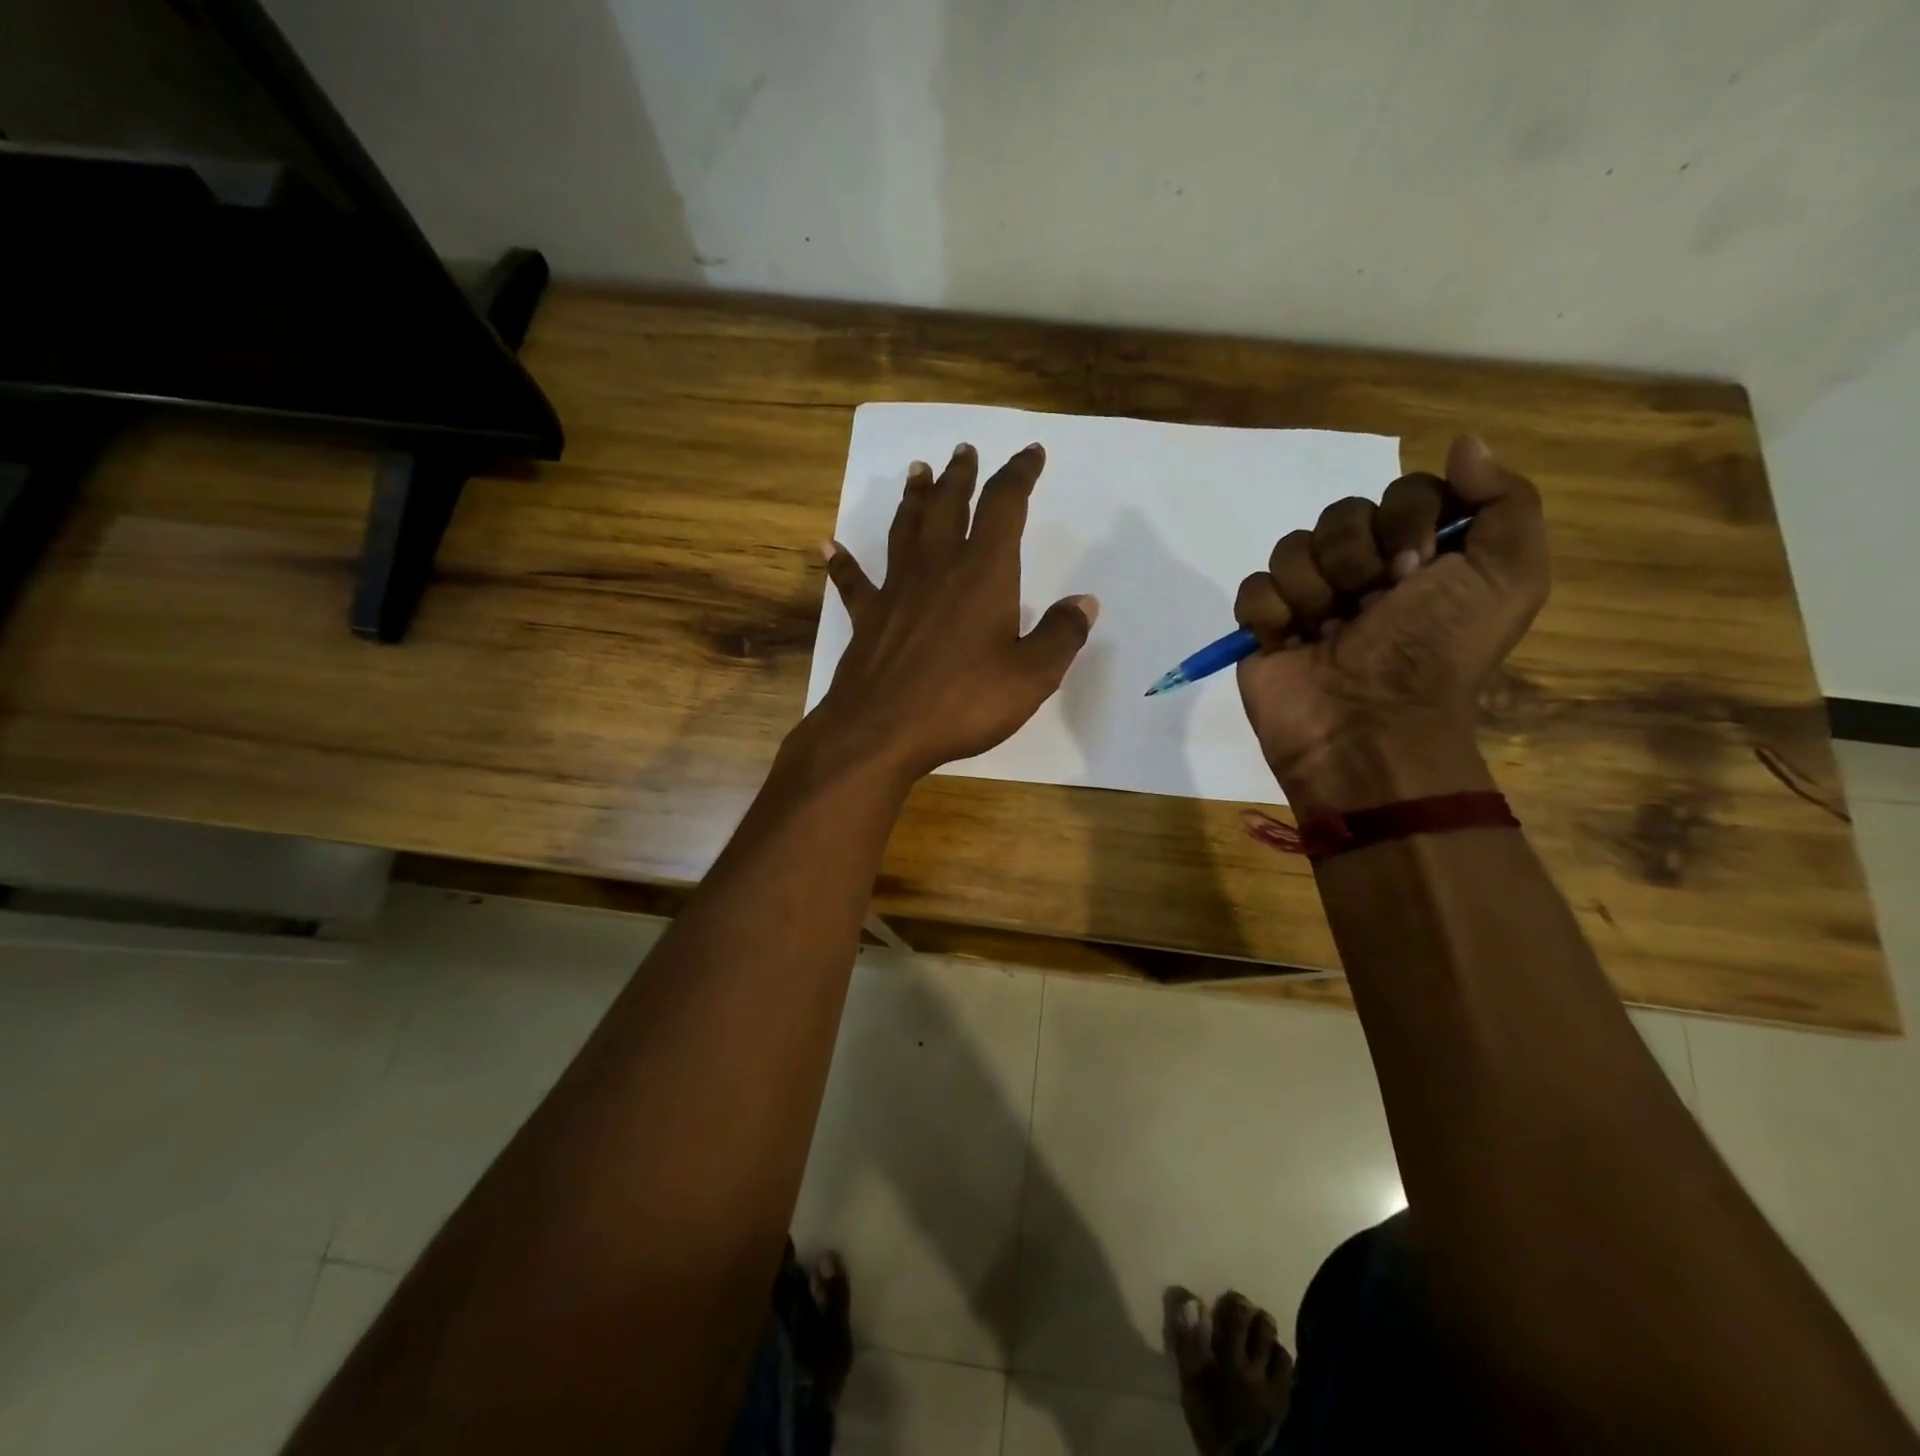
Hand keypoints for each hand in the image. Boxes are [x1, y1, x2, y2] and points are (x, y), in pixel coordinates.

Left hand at [805, 442, 1097, 782]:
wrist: (882, 731)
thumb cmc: (963, 702)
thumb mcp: (1032, 676)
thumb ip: (1061, 635)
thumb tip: (1085, 602)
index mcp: (983, 572)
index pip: (1004, 506)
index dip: (1019, 474)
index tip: (1030, 454)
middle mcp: (938, 567)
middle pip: (949, 505)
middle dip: (961, 475)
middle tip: (964, 451)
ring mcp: (896, 590)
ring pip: (905, 529)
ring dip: (914, 498)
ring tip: (918, 471)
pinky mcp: (867, 617)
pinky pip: (853, 581)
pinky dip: (842, 562)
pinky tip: (828, 545)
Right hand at [1234, 435, 1548, 809]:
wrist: (1369, 726)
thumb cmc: (1436, 653)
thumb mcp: (1507, 578)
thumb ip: (1505, 502)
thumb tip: (1462, 444)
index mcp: (1423, 556)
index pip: (1402, 492)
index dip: (1407, 519)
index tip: (1417, 569)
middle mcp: (1365, 571)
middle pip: (1341, 513)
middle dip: (1355, 556)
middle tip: (1372, 603)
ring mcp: (1310, 598)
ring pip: (1292, 547)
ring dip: (1314, 588)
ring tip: (1328, 631)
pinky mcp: (1264, 626)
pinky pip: (1253, 587)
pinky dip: (1270, 612)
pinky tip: (1289, 641)